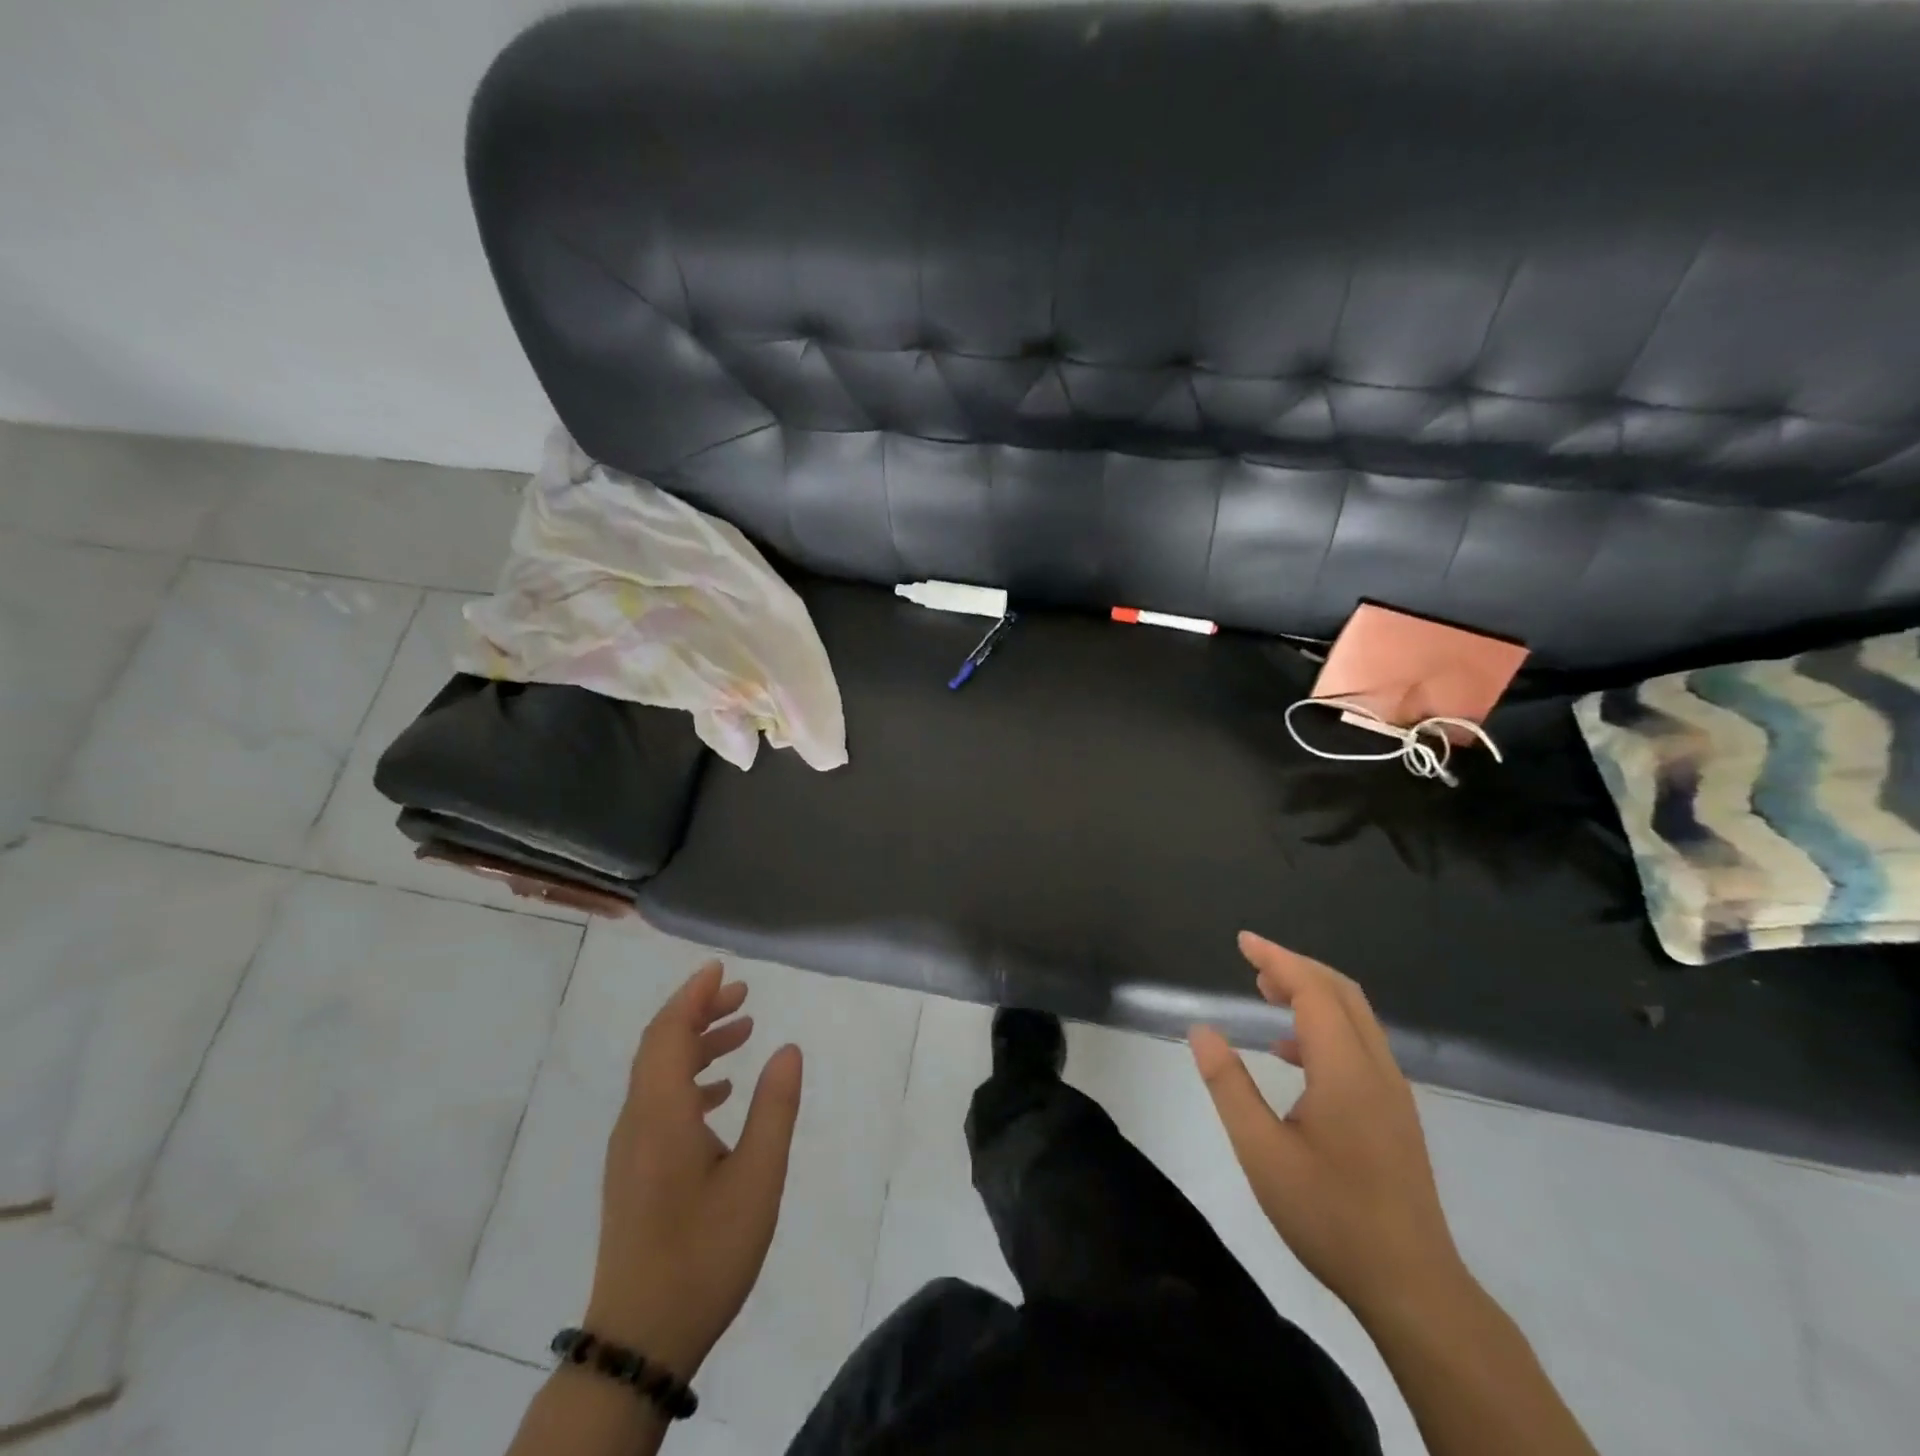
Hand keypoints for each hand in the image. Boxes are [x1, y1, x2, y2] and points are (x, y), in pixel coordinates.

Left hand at [586, 961, 802, 1380]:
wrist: (640, 1340)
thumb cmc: (704, 1253)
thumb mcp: (757, 1179)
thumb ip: (774, 1108)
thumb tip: (789, 1048)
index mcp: (661, 1114)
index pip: (668, 1033)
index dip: (693, 995)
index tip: (721, 969)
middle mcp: (637, 1121)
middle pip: (659, 1046)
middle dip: (698, 1011)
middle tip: (742, 994)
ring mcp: (630, 1149)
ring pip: (658, 1074)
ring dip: (696, 1044)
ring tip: (742, 1031)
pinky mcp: (633, 1171)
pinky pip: (657, 1102)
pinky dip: (689, 1079)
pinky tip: (721, 1092)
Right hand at [1189, 932, 1464, 1321]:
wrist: (1413, 1287)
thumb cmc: (1330, 1216)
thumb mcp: (1262, 1152)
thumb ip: (1229, 1085)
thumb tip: (1202, 1031)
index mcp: (1345, 1070)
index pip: (1313, 990)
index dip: (1277, 959)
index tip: (1243, 941)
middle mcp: (1376, 1069)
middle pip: (1341, 993)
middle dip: (1296, 967)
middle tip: (1252, 962)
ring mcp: (1393, 1092)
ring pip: (1356, 1017)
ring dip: (1313, 993)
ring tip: (1268, 994)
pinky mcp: (1396, 1113)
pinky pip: (1361, 1043)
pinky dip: (1326, 1025)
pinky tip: (1292, 1055)